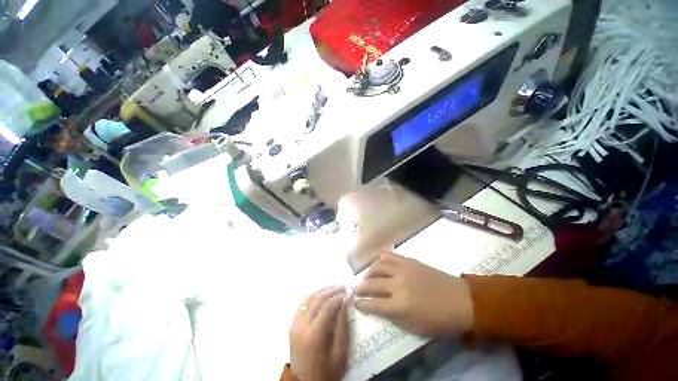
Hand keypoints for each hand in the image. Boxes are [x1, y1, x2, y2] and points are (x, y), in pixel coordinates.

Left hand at [290, 286, 349, 380]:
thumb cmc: (326, 372)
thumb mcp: (340, 354)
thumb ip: (343, 327)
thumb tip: (345, 303)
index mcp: (314, 334)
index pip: (327, 306)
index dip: (339, 297)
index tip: (348, 292)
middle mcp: (302, 325)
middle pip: (317, 300)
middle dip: (331, 290)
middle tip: (343, 285)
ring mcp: (295, 324)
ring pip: (308, 299)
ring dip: (322, 290)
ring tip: (334, 286)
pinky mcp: (292, 325)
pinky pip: (302, 304)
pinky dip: (312, 296)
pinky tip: (320, 293)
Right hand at [354, 253, 473, 336]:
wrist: (459, 300)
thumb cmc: (437, 319)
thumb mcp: (413, 327)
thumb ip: (392, 315)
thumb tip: (377, 305)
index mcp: (399, 306)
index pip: (372, 304)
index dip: (361, 304)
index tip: (355, 302)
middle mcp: (397, 285)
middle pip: (371, 283)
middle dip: (360, 287)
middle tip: (356, 288)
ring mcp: (402, 269)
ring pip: (377, 266)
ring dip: (369, 272)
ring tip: (368, 276)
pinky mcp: (409, 260)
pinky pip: (389, 256)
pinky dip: (381, 259)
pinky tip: (379, 263)